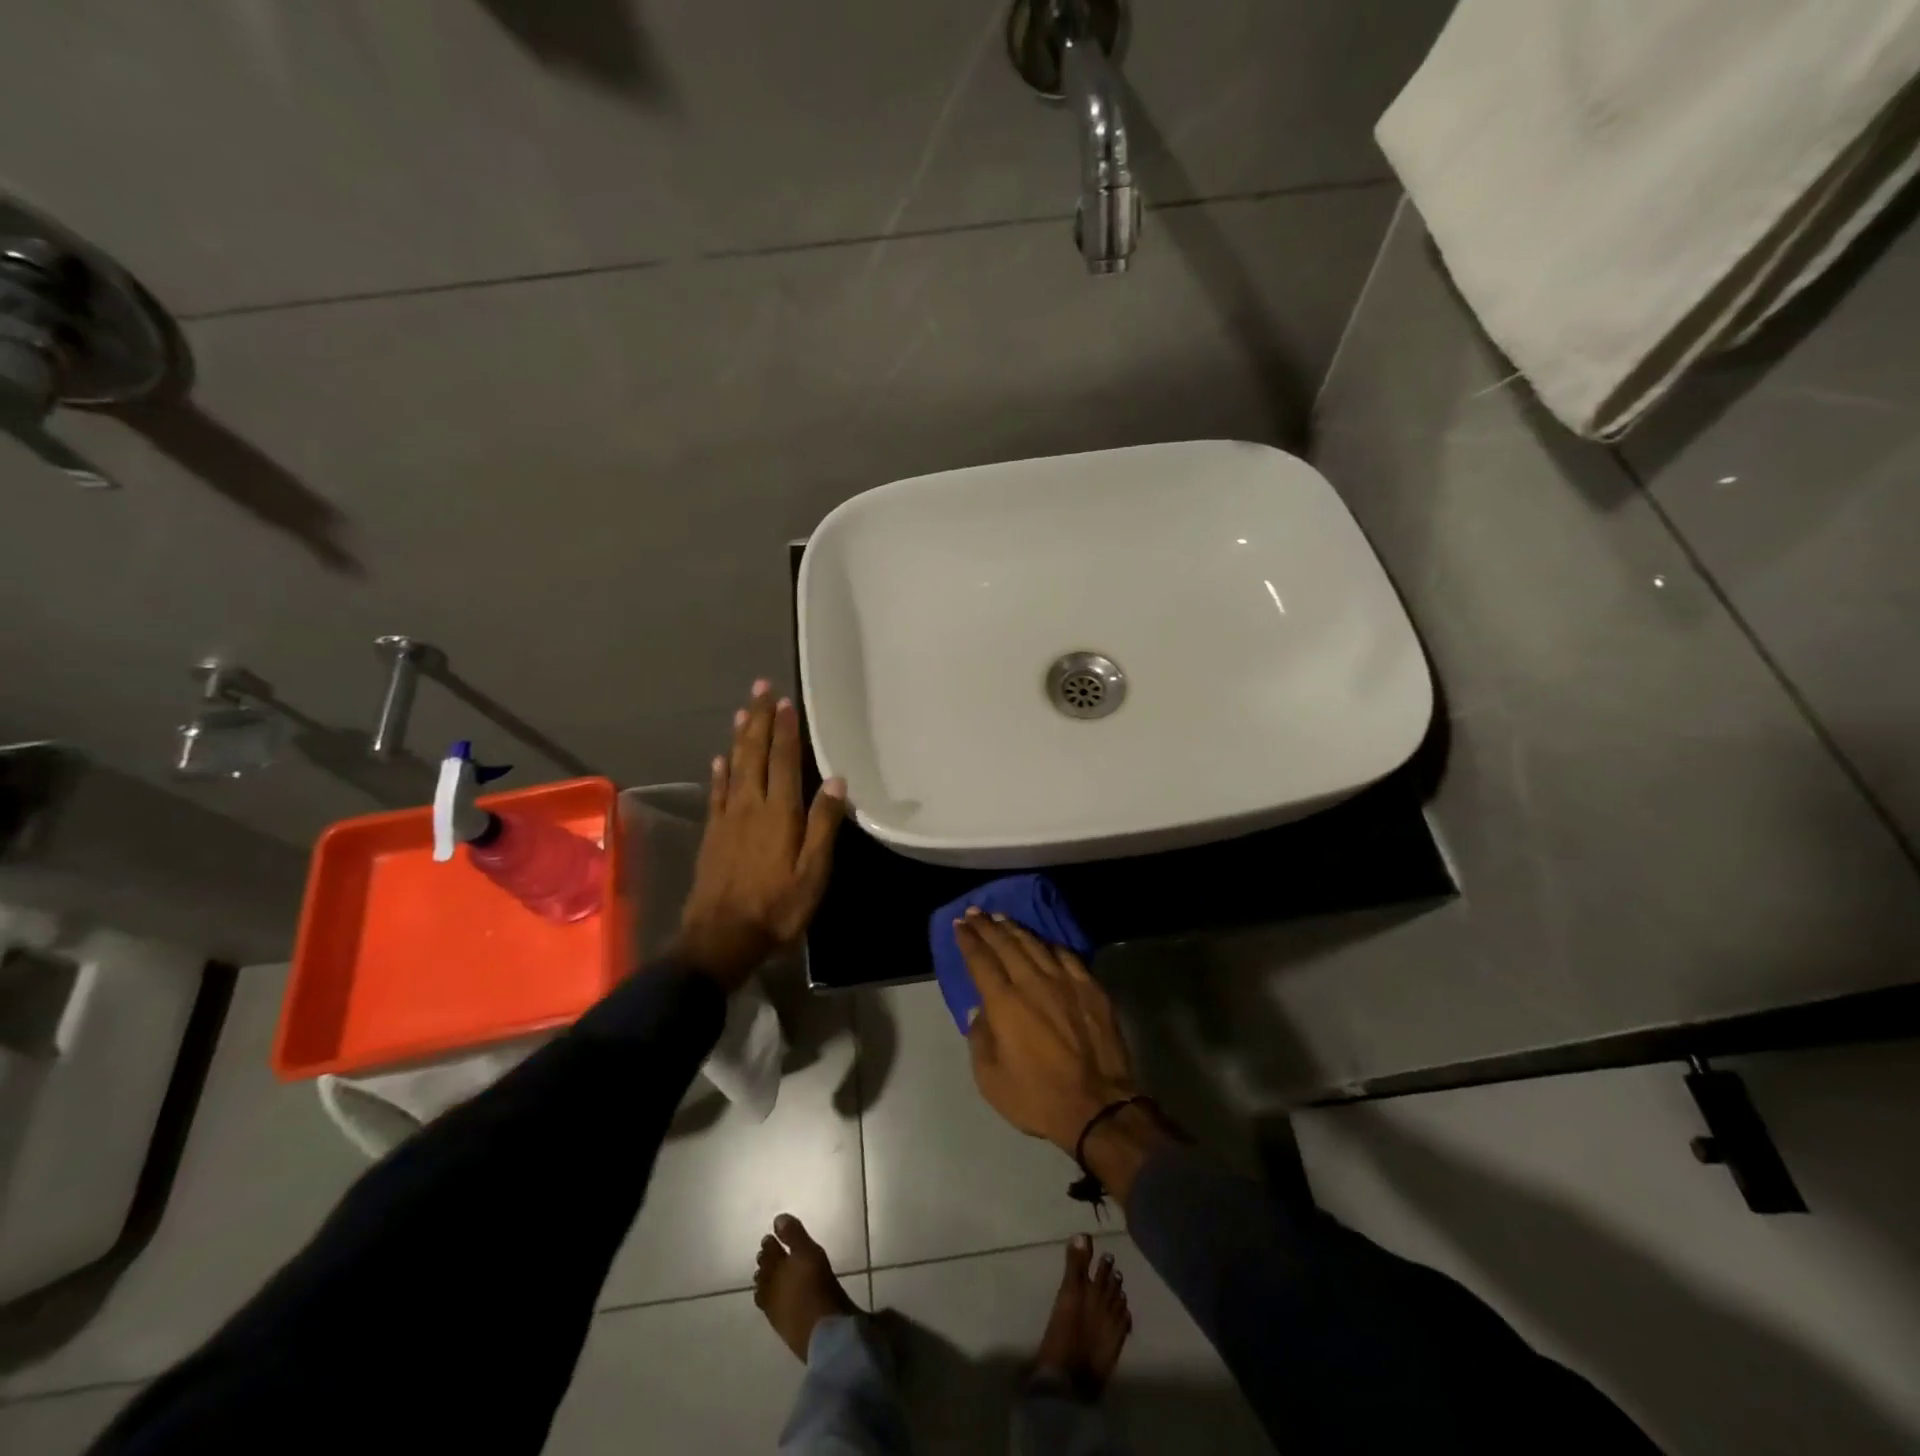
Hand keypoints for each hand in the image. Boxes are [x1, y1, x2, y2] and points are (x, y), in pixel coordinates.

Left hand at [672, 680, 847, 988]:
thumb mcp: (813, 872)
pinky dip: (720, 771)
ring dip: (740, 737)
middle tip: (760, 687)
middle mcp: (750, 805)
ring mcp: (727, 818)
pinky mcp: (713, 833)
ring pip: (734, 766)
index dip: (785, 729)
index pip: (784, 760)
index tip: (785, 701)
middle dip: (759, 719)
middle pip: (755, 754)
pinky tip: (720, 759)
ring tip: (743, 711)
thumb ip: (823, 825)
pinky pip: (717, 792)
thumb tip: (837, 781)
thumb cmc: (776, 906)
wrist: (721, 937)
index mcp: (779, 812)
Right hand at [956, 909, 1138, 1151]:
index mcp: (1004, 1003)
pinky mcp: (1091, 988)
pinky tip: (1043, 942)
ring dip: (1015, 929)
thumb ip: (980, 1039)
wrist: (1098, 1107)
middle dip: (987, 926)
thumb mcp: (990, 1079)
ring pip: (1036, 944)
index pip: (981, 960)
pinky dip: (1050, 945)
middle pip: (1006, 944)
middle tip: (975, 913)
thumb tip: (980, 1012)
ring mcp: (1065, 981)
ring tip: (1002, 919)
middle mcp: (1033, 982)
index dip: (968, 940)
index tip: (960, 925)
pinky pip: (1066, 955)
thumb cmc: (1037, 1097)